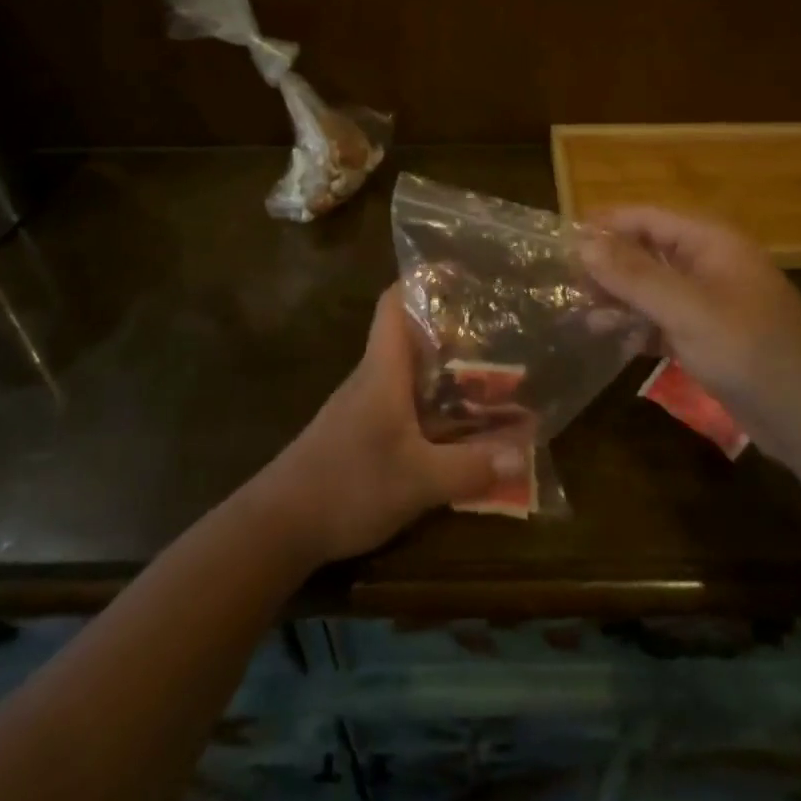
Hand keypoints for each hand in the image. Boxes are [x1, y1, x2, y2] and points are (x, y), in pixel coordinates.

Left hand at [250, 286, 528, 565]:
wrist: (277, 527)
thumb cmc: (347, 485)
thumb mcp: (417, 481)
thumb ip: (470, 468)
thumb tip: (523, 456)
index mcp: (383, 370)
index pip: (395, 304)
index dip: (423, 280)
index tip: (461, 273)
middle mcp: (374, 379)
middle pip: (412, 337)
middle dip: (454, 331)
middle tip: (500, 332)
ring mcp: (366, 408)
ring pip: (412, 374)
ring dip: (449, 373)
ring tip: (495, 376)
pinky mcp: (363, 435)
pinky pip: (407, 406)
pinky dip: (436, 407)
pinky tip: (462, 428)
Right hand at [579, 207, 800, 422]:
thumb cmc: (750, 350)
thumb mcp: (687, 308)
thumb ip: (634, 275)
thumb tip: (582, 243)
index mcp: (710, 242)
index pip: (647, 217)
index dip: (605, 225)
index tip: (561, 241)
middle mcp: (708, 263)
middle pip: (646, 250)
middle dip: (607, 265)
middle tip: (566, 285)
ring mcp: (708, 301)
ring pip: (651, 287)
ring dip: (618, 297)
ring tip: (580, 315)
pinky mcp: (707, 336)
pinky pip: (662, 319)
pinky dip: (637, 325)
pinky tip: (610, 339)